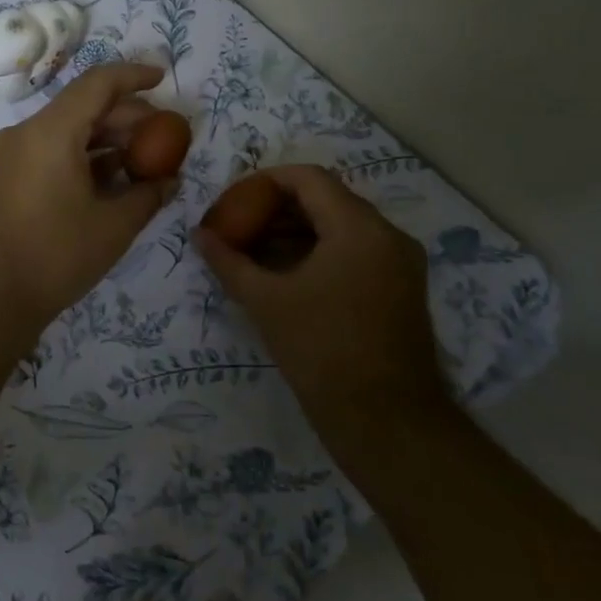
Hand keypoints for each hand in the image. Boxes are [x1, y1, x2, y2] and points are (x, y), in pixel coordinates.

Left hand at [0, 63, 172, 330]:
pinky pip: (50, 151)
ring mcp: (12, 155)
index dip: (134, 76)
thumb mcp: (113, 227)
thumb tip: (170, 180)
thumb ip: (147, 195)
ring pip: (67, 130)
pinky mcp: (6, 177)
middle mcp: (27, 133)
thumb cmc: (54, 256)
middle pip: (83, 106)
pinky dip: (83, 157)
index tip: (163, 79)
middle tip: (163, 136)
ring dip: (106, 140)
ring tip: (143, 162)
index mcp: (51, 131)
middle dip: (127, 116)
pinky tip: (110, 181)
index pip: (98, 83)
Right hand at [195, 165, 442, 430]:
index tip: (233, 201)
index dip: (265, 182)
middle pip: (326, 200)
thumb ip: (229, 262)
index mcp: (359, 228)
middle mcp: (388, 235)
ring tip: (254, 251)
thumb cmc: (322, 351)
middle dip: (277, 209)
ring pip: (341, 227)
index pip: (308, 179)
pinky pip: (355, 252)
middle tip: (238, 226)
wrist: (386, 421)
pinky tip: (285, 275)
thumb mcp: (266, 302)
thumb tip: (199, 235)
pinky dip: (319, 253)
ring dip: (297, 232)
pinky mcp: (401, 289)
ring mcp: (399, 263)